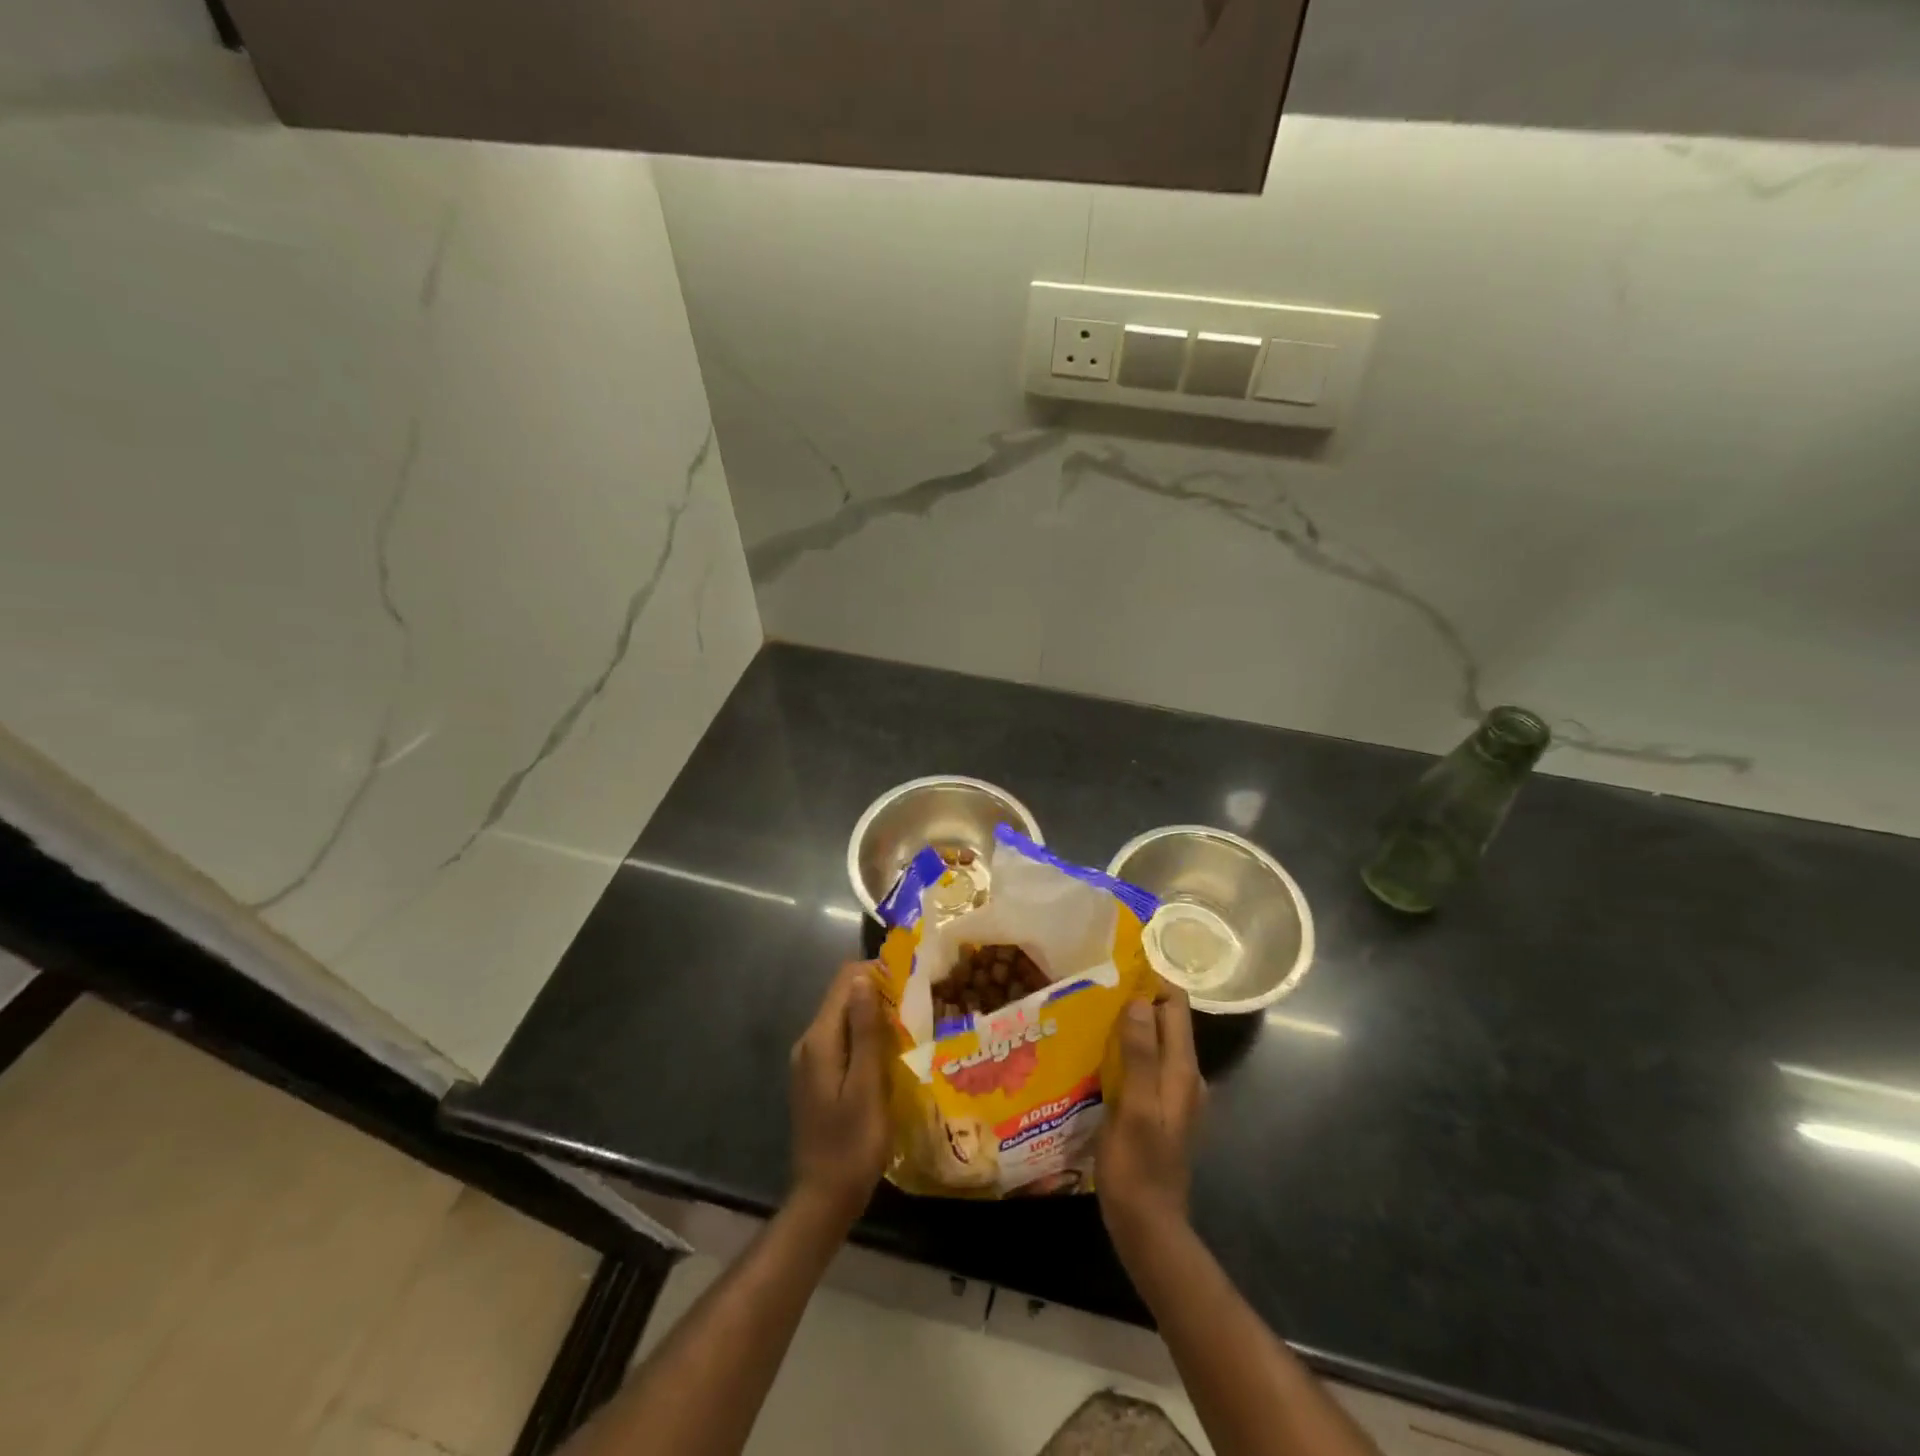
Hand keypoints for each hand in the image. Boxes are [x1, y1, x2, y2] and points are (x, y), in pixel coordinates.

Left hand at [788, 961, 891, 1228]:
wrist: (823, 1199)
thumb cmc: (851, 1145)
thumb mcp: (866, 1088)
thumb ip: (866, 1032)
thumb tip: (864, 978)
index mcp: (820, 1040)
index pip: (845, 981)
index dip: (878, 973)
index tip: (913, 982)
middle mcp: (810, 1042)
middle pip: (844, 996)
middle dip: (880, 992)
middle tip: (920, 1003)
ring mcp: (812, 1061)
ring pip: (846, 1018)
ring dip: (876, 1015)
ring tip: (913, 1025)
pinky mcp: (819, 1077)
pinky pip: (844, 1040)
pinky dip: (867, 1036)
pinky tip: (894, 1052)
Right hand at [1097, 988, 1205, 1248]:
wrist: (1148, 1228)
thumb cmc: (1139, 1167)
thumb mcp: (1136, 1108)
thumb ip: (1140, 1055)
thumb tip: (1139, 1000)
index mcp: (1182, 1071)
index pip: (1176, 1007)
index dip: (1152, 981)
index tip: (1117, 966)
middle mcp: (1184, 1077)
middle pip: (1165, 1022)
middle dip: (1135, 1000)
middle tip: (1093, 987)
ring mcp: (1172, 1095)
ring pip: (1152, 1043)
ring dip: (1127, 1026)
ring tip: (1088, 1012)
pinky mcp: (1157, 1109)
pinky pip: (1143, 1065)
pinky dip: (1124, 1051)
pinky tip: (1094, 1054)